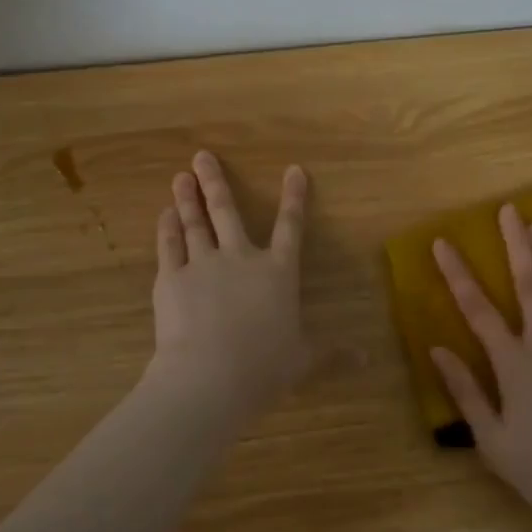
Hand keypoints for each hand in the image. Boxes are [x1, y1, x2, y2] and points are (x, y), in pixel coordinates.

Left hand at [150, 150, 311, 414]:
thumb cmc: (265, 367)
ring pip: (195, 223)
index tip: (294, 169)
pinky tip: (165, 214)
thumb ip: (332, 353)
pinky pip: (169, 246)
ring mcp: (203, 264)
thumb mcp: (304, 360)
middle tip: (201, 155)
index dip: (294, 198)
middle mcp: (240, 258)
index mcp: (277, 272)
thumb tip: (366, 359)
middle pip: (227, 212)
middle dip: (215, 182)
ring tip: (180, 176)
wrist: (211, 375)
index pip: (290, 227)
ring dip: (187, 199)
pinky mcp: (172, 278)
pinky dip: (167, 229)